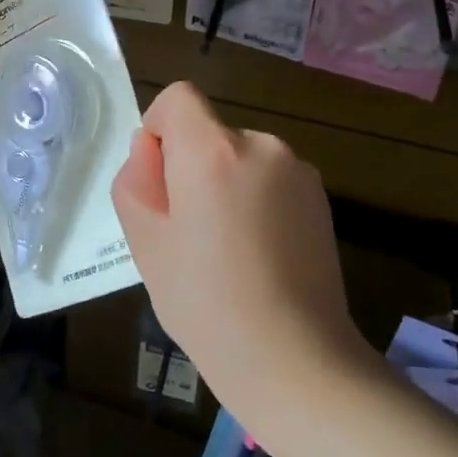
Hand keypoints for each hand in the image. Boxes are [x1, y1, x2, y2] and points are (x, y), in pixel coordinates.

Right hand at [111, 82, 362, 419]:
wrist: (293, 359)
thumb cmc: (204, 302)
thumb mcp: (144, 241)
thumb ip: (136, 179)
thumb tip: (153, 151)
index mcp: (212, 150)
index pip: (179, 97)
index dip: (160, 130)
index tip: (162, 183)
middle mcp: (260, 145)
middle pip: (209, 132)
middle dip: (191, 165)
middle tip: (189, 232)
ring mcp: (298, 170)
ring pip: (240, 157)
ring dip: (225, 183)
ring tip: (228, 250)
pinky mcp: (321, 197)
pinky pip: (270, 179)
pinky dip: (256, 199)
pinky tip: (260, 254)